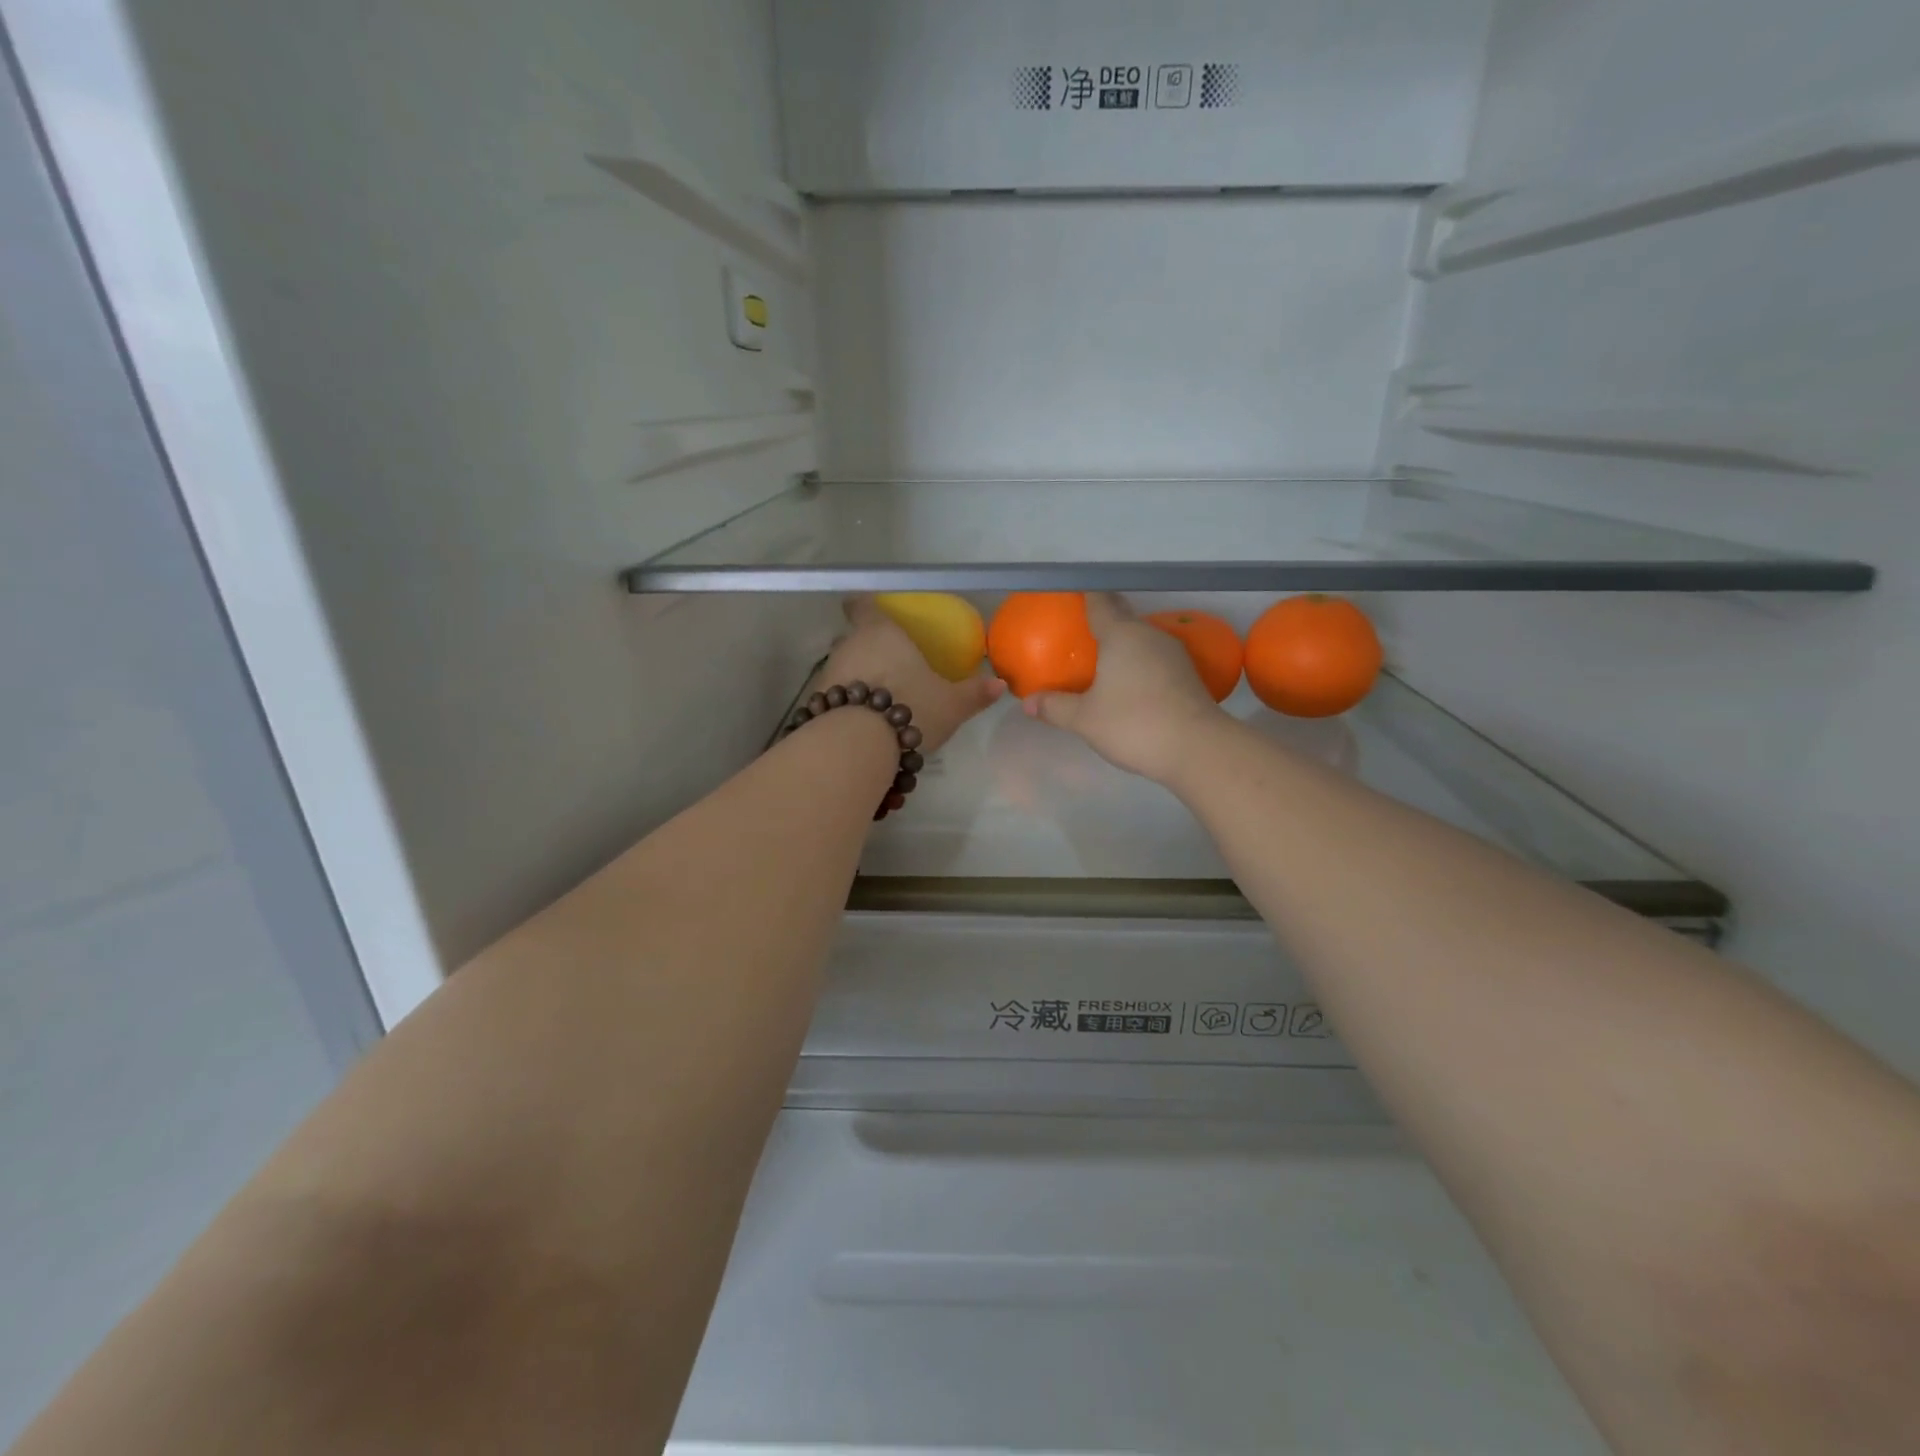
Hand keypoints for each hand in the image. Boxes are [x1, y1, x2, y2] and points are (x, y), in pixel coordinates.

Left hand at [816, 597, 1004, 754]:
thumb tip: (1000, 685)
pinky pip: (835, 695)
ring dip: (857, 678)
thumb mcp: (951, 704)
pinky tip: (862, 721)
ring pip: (843, 667)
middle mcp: (850, 646)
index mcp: (881, 633)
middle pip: (854, 638)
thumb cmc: (910, 707)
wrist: (858, 743)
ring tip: (878, 698)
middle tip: (890, 664)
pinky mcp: (817, 702)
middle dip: (868, 649)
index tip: (871, 611)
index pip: (864, 606)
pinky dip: (846, 703)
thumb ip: (974, 693)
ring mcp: (829, 673)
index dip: (866, 606)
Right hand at [1023, 593, 1224, 782]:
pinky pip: (1153, 658)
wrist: (1198, 749)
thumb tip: (1028, 702)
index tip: (1071, 593)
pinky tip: (1127, 683)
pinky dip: (1137, 663)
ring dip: (1121, 644)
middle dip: (1102, 620)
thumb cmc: (1134, 725)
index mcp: (1121, 635)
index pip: (1100, 601)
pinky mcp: (1186, 675)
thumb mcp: (1084, 719)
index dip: (1084, 594)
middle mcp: (1149, 635)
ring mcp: (1173, 654)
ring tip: (1100, 659)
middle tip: (1078, 632)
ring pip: (1140, 639)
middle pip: (1122, 617)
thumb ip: (1055, 707)